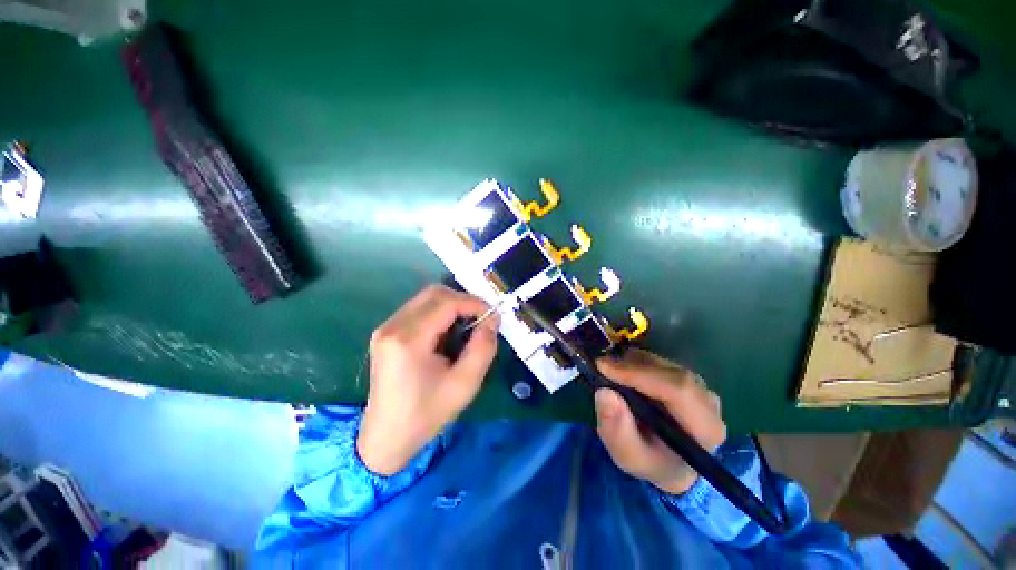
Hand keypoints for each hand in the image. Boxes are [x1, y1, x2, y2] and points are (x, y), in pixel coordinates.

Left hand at [357, 285, 498, 475]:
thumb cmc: (427, 414)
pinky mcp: (386, 333)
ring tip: (466, 326)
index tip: (492, 315)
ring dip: (451, 306)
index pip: (446, 303)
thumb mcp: (465, 384)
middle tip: (480, 319)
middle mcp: (393, 326)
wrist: (386, 438)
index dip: (474, 303)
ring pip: (426, 299)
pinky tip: (447, 332)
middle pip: (434, 293)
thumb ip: (483, 348)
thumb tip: (492, 320)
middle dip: (463, 301)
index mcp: (408, 339)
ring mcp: (386, 328)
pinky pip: (417, 310)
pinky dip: (438, 313)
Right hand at [594, 348, 725, 494]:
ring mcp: (699, 385)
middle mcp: (708, 401)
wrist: (670, 461)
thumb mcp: (629, 456)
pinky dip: (634, 361)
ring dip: (631, 363)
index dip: (639, 374)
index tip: (604, 367)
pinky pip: (658, 361)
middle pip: (669, 371)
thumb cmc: (652, 461)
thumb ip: (617, 431)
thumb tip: (604, 393)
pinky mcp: (685, 375)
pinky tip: (622, 373)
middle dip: (631, 366)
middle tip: (600, 367)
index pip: (678, 389)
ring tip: (609, 373)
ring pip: (661, 362)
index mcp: (705, 428)